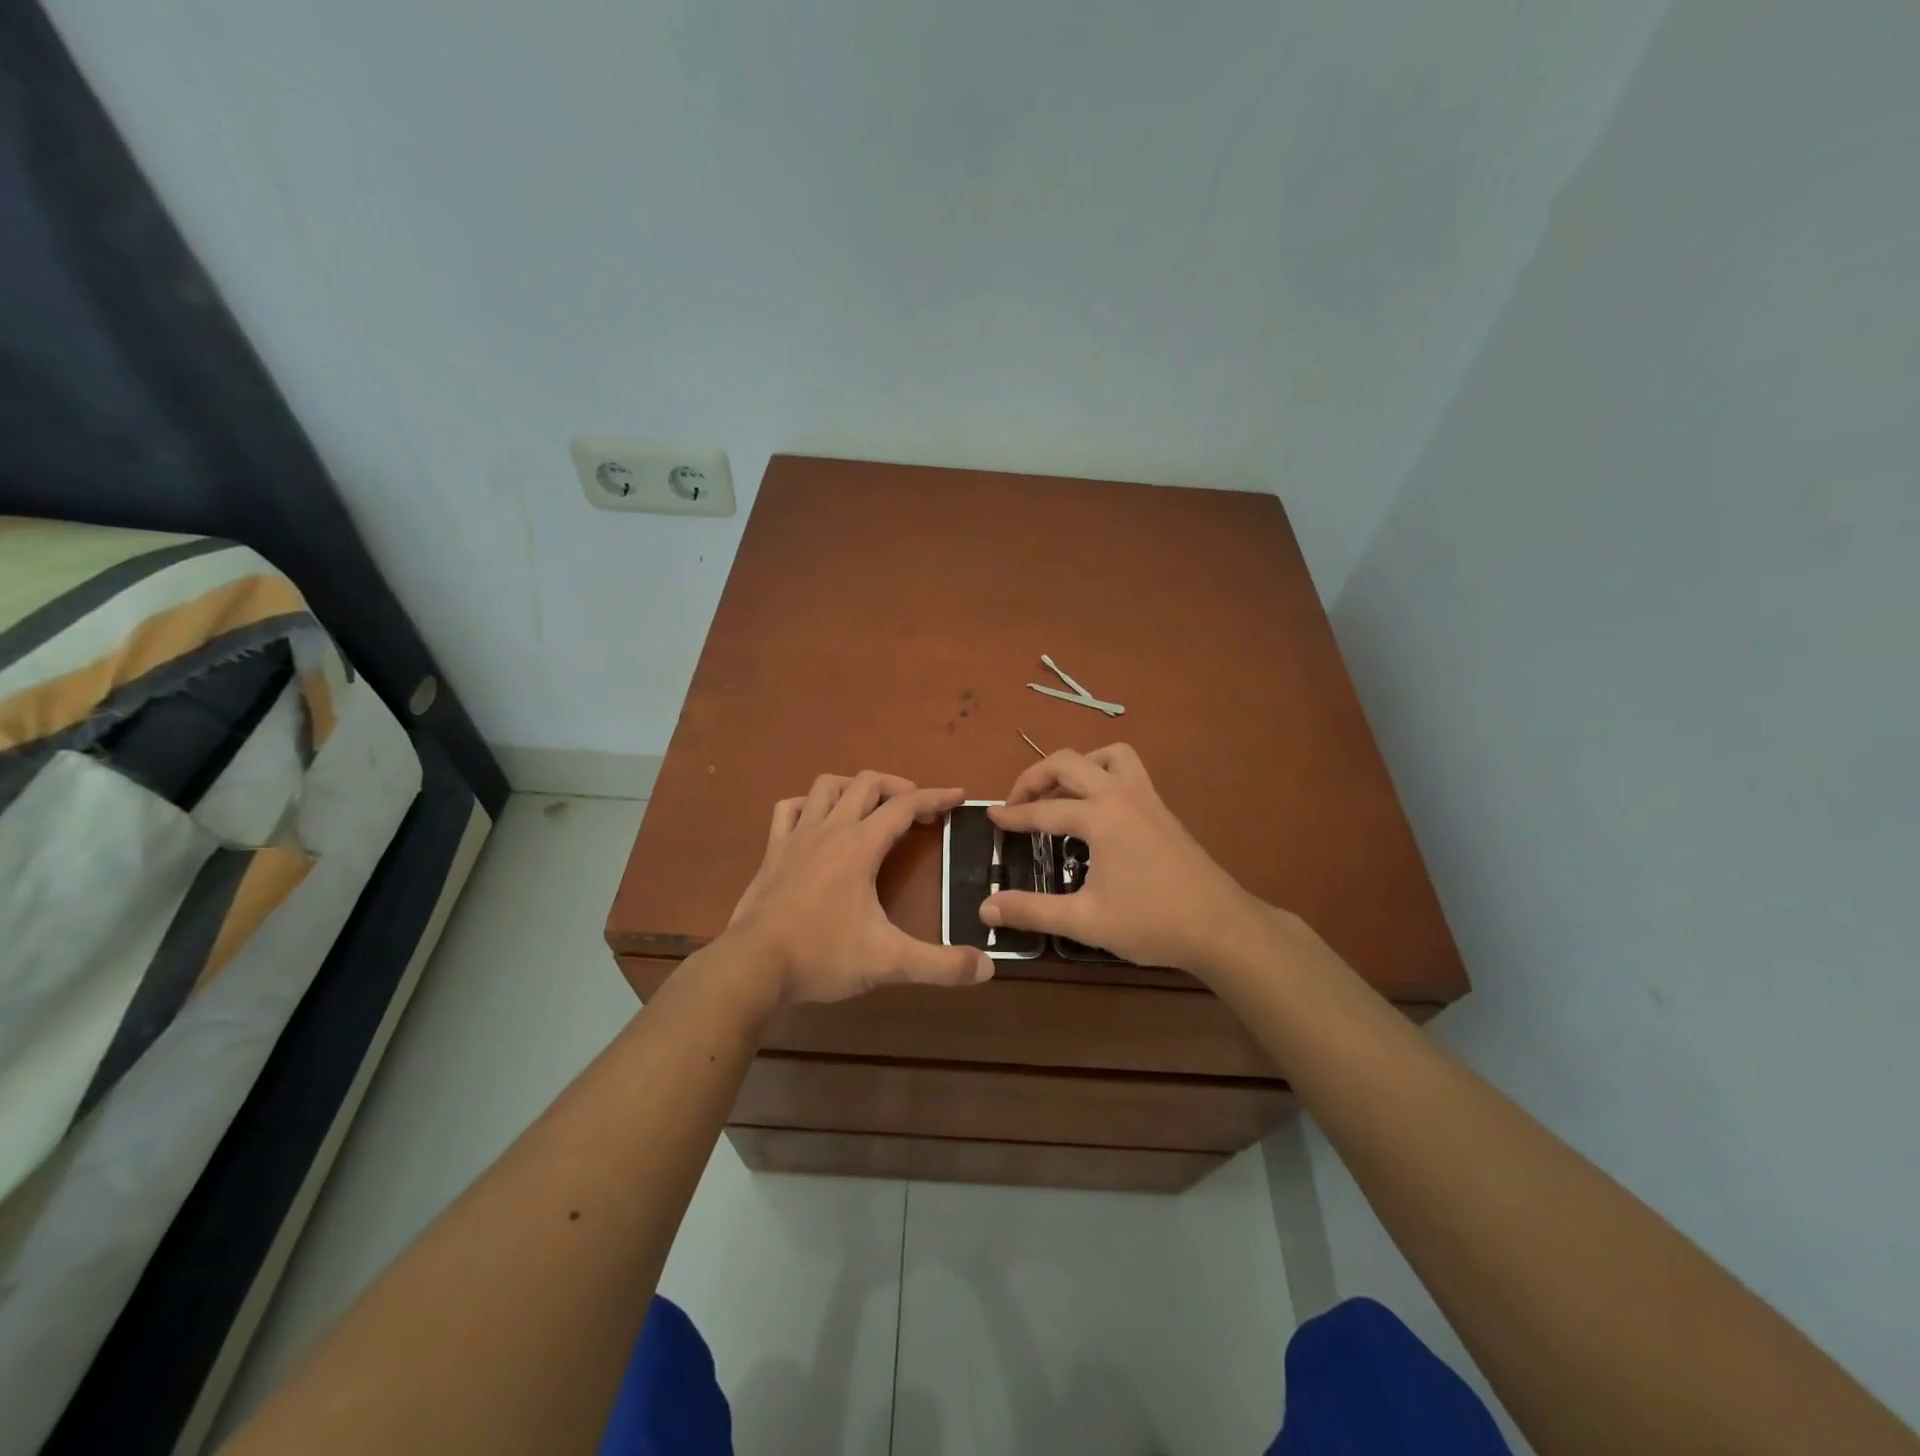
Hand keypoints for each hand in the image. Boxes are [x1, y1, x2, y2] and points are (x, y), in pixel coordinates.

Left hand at [726, 772, 993, 1003]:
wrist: (752, 966)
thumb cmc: (822, 956)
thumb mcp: (888, 962)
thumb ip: (940, 965)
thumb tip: (987, 968)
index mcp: (860, 846)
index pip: (905, 806)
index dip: (936, 797)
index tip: (958, 796)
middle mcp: (829, 829)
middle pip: (867, 783)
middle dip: (898, 787)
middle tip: (918, 809)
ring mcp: (796, 837)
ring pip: (826, 786)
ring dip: (854, 787)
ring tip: (871, 806)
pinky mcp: (773, 851)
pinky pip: (789, 809)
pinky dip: (808, 805)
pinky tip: (817, 821)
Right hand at [981, 745, 1266, 978]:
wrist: (1221, 927)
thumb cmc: (1151, 922)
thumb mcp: (1085, 920)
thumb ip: (1032, 911)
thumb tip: (986, 908)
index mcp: (1100, 816)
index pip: (1044, 810)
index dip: (1013, 815)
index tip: (990, 818)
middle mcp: (1121, 794)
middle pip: (1068, 762)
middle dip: (1034, 777)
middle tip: (1017, 803)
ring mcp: (1146, 797)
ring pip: (1107, 755)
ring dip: (1077, 766)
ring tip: (1060, 794)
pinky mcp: (1162, 809)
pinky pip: (1128, 770)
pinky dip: (1103, 774)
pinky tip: (1098, 810)